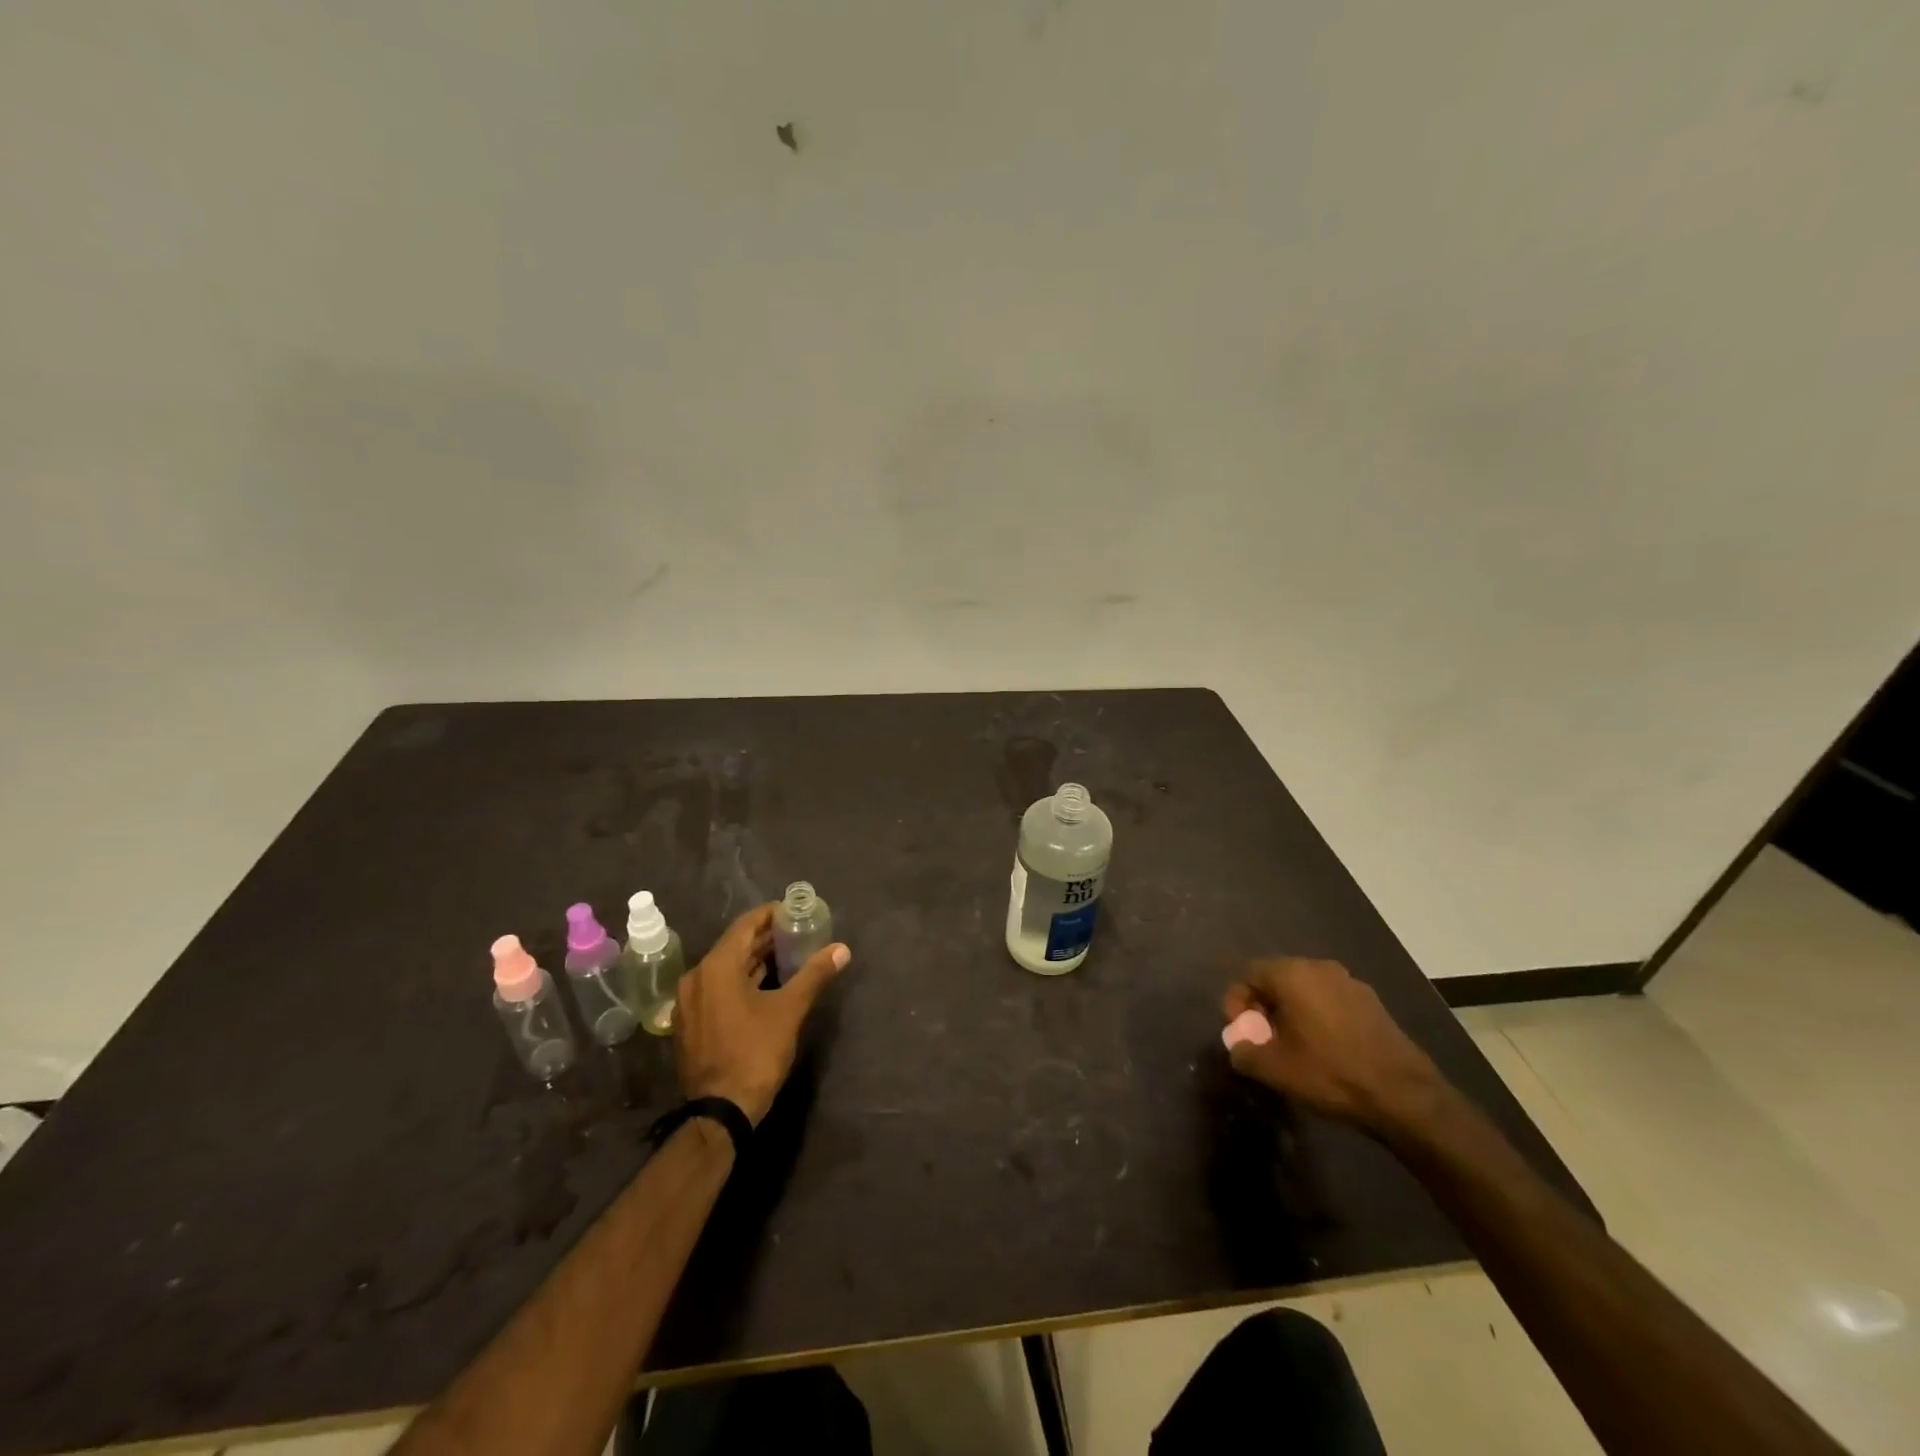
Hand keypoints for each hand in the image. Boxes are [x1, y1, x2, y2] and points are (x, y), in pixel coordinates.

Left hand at [673, 904, 850, 1125]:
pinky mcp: (689, 1022)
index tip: (796, 912)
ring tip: (788, 956)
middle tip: (798, 933)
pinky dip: (740, 981)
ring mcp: (689, 1002)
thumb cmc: (755, 1053)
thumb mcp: (790, 1011)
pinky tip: (765, 986)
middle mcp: (696, 977)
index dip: (772, 915)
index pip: (746, 925)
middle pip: (735, 945)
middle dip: (766, 938)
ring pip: (725, 968)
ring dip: (754, 960)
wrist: (719, 1112)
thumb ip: (815, 974)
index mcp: (716, 966)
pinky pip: (717, 988)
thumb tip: (842, 949)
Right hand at [1222, 957, 1442, 1132]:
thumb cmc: (1331, 1073)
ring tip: (1294, 1046)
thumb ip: (1244, 1052)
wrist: (1405, 1095)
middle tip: (1264, 1039)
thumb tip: (1239, 1047)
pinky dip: (1318, 1016)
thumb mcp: (1275, 1069)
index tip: (1243, 1033)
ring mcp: (1350, 982)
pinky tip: (1325, 1048)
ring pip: (1305, 989)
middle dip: (1264, 1006)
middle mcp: (1320, 967)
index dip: (1237, 1002)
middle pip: (1277, 978)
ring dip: (1291, 1011)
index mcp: (1292, 974)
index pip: (1249, 974)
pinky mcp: (1372, 1002)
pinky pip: (1330, 1000)